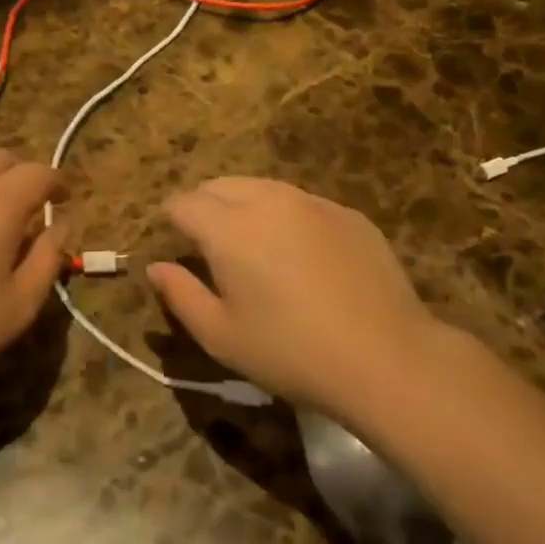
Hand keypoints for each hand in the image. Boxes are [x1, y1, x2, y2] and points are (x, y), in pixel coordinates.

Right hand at [149, 177, 441, 420]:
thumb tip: (156, 268)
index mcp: (228, 227)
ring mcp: (311, 202)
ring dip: (243, 205)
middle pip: (220, 185)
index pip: (183, 203)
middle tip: (206, 244)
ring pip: (261, 187)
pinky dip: (285, 216)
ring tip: (250, 245)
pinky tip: (300, 254)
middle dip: (203, 205)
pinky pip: (301, 202)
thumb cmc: (292, 353)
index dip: (170, 219)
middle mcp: (266, 200)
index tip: (171, 241)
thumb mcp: (222, 336)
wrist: (388, 358)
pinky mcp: (347, 214)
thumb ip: (180, 295)